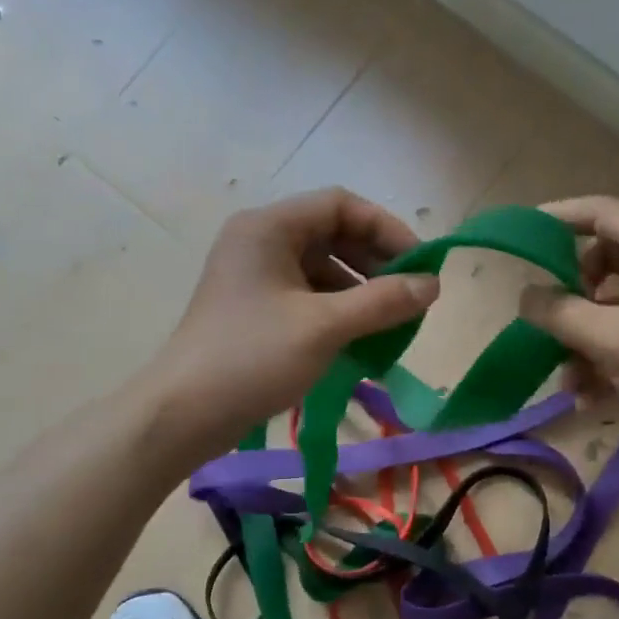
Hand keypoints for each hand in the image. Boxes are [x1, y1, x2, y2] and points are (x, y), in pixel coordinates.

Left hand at [146, 189, 438, 460]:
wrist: (185, 413)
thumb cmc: (254, 358)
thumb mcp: (325, 327)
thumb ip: (383, 301)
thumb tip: (433, 285)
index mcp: (269, 228)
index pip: (340, 205)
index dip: (386, 228)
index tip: (421, 265)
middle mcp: (259, 242)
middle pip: (332, 234)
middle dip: (376, 262)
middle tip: (410, 297)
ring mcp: (255, 277)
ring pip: (322, 268)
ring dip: (360, 290)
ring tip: (390, 322)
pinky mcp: (255, 310)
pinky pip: (307, 296)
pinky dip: (338, 311)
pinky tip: (360, 338)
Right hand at [518, 195, 618, 465]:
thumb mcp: (610, 339)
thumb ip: (560, 313)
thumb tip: (525, 296)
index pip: (605, 213)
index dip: (561, 218)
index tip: (525, 232)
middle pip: (608, 263)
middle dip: (574, 296)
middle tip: (550, 318)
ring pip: (618, 308)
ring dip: (586, 341)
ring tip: (568, 381)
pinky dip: (609, 361)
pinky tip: (589, 399)